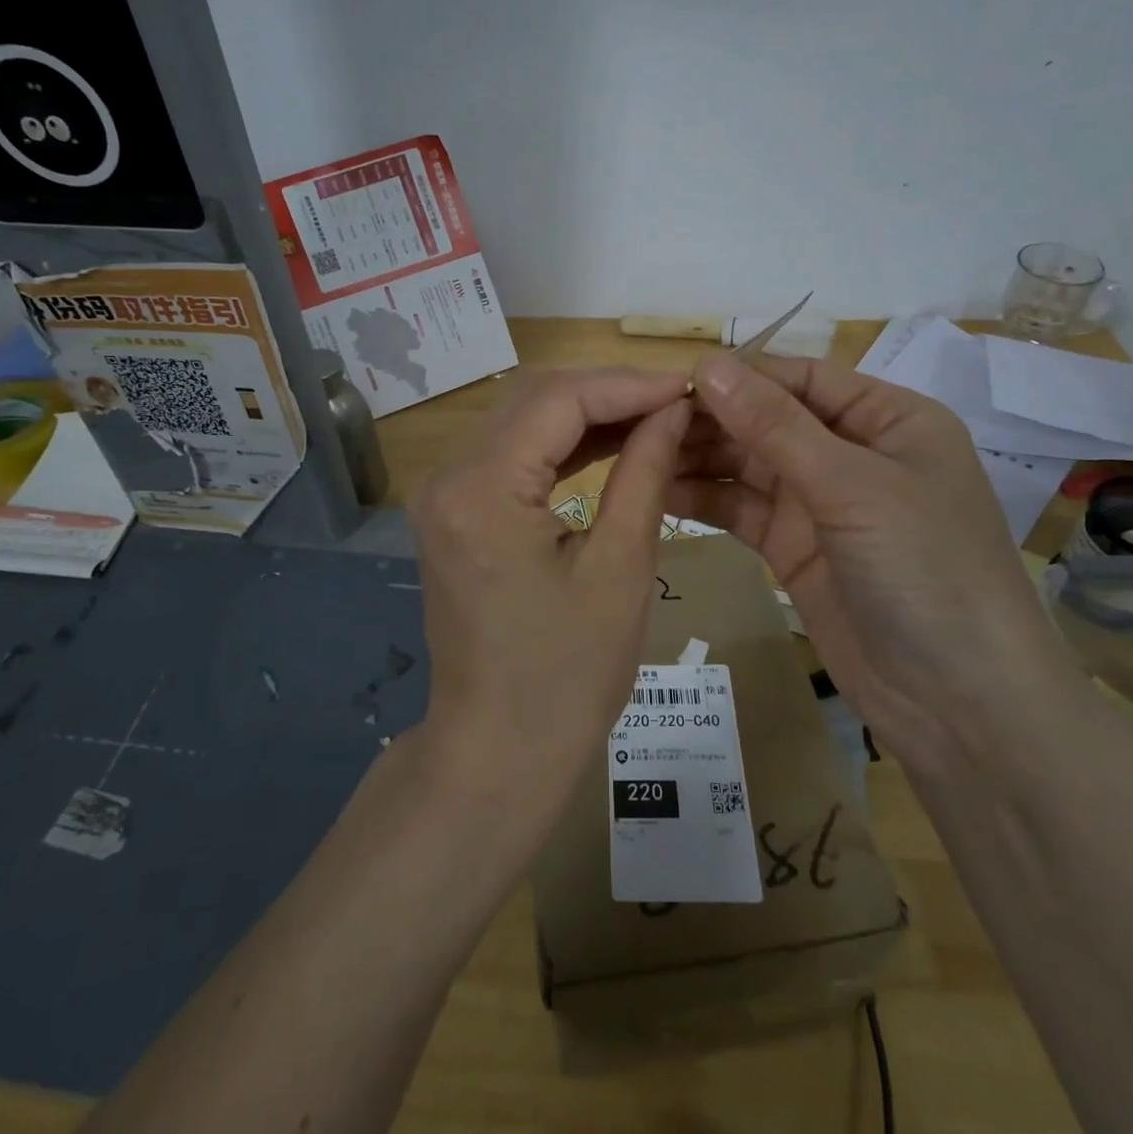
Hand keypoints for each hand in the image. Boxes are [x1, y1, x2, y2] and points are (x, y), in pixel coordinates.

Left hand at [408, 368, 691, 822]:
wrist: (499, 750)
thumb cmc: (568, 675)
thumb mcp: (620, 568)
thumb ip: (644, 472)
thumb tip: (673, 408)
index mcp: (481, 489)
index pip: (558, 399)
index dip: (627, 384)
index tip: (687, 384)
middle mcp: (448, 477)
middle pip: (534, 399)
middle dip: (609, 392)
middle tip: (677, 400)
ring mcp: (445, 494)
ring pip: (523, 421)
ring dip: (588, 414)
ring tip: (657, 417)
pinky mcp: (455, 512)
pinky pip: (513, 456)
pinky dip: (563, 445)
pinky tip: (612, 443)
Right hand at [669, 351, 1068, 760]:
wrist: (960, 704)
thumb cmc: (926, 571)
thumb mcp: (853, 487)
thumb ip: (775, 425)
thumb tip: (707, 363)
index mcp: (887, 419)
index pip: (801, 378)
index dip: (739, 376)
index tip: (670, 382)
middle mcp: (851, 452)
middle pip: (767, 419)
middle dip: (710, 419)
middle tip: (639, 422)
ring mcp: (819, 503)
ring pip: (747, 465)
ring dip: (698, 458)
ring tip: (637, 453)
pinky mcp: (793, 548)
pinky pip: (740, 510)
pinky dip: (703, 500)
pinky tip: (658, 491)